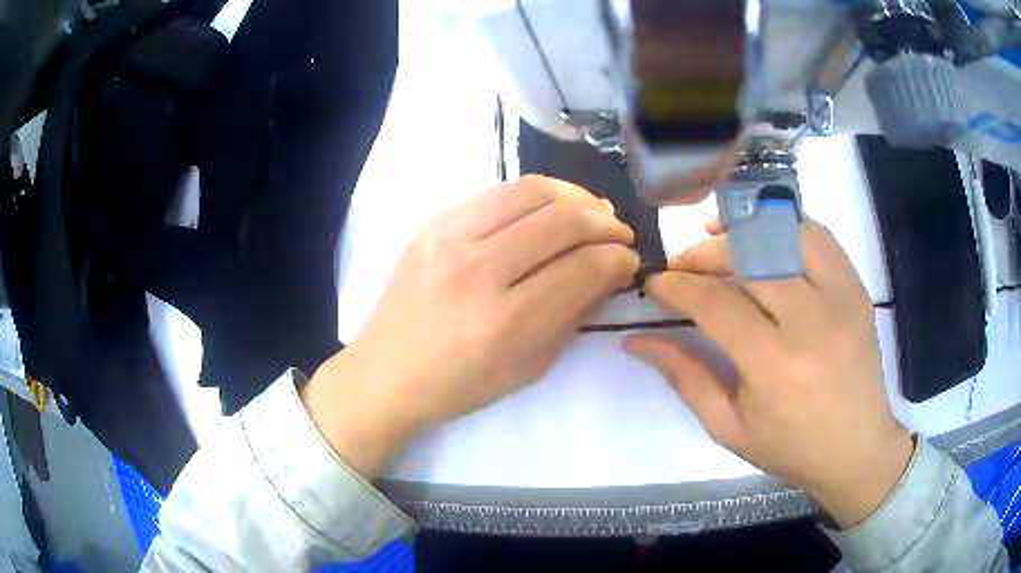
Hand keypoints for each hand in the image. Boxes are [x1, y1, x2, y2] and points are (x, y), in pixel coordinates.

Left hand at [304, 176, 639, 478]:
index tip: (629, 261)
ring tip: (592, 211)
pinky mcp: (432, 223)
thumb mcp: (531, 364)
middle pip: (563, 221)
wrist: (387, 372)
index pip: (584, 268)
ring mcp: (449, 238)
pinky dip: (535, 195)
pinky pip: (497, 192)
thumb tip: (611, 271)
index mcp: (506, 321)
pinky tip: (548, 208)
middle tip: (619, 233)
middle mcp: (478, 270)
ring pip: (531, 191)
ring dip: (575, 196)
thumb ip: (575, 313)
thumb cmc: (461, 383)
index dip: (618, 259)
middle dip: (606, 223)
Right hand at [626, 218, 913, 528]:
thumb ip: (684, 377)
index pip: (715, 302)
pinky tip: (764, 236)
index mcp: (773, 366)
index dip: (677, 285)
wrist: (858, 447)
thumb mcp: (729, 427)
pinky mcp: (856, 288)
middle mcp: (810, 321)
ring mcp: (839, 297)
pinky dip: (784, 225)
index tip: (656, 284)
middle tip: (683, 266)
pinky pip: (817, 235)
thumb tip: (637, 340)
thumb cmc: (791, 447)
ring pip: (783, 233)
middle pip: (747, 257)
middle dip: (703, 254)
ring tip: (719, 236)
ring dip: (743, 228)